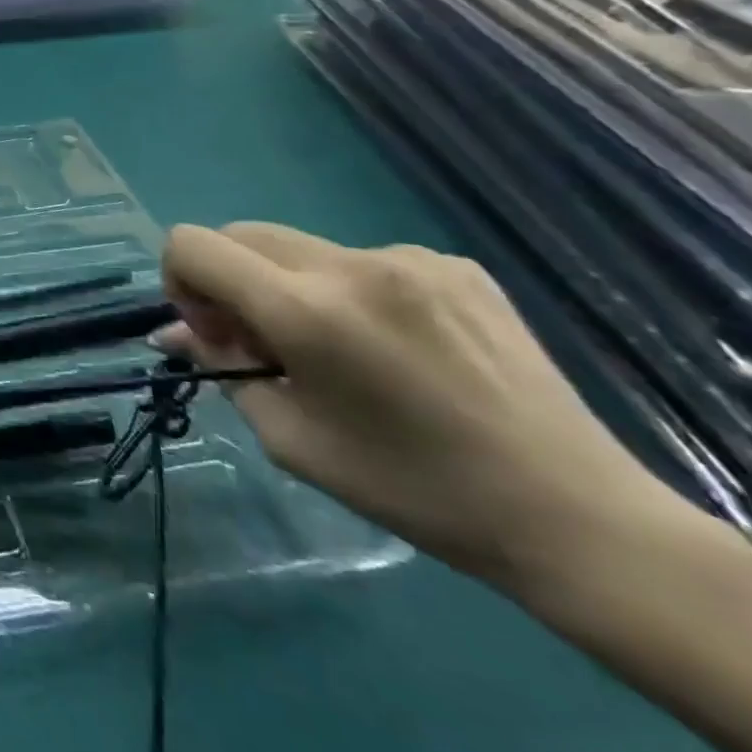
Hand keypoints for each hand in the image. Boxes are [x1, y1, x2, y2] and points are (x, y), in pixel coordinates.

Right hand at [154, 223, 653, 589]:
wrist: (575, 517)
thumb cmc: (413, 489)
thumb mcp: (291, 437)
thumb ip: (222, 368)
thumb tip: (176, 333)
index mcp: (305, 310)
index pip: (192, 244)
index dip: (180, 280)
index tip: (214, 331)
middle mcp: (351, 264)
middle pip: (241, 234)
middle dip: (229, 280)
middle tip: (261, 341)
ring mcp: (410, 257)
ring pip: (301, 247)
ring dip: (290, 286)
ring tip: (339, 350)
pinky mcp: (456, 265)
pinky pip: (364, 259)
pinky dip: (351, 291)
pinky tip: (395, 346)